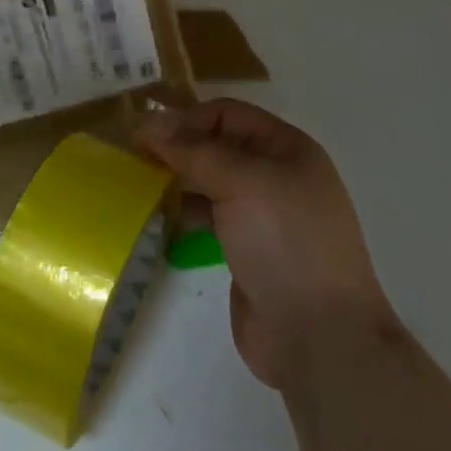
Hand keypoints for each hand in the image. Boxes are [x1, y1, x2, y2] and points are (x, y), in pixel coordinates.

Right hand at [136, 98, 395, 391]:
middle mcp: (276, 175)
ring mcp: (263, 216)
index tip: (144, 137)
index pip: (228, 115)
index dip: (187, 119)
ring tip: (138, 187)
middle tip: (132, 159)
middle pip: (219, 146)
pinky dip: (186, 214)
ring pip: (212, 183)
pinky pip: (211, 218)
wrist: (319, 335)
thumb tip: (150, 122)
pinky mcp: (248, 251)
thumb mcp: (242, 182)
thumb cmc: (285, 242)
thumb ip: (195, 150)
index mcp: (287, 148)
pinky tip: (159, 220)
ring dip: (178, 181)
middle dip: (179, 148)